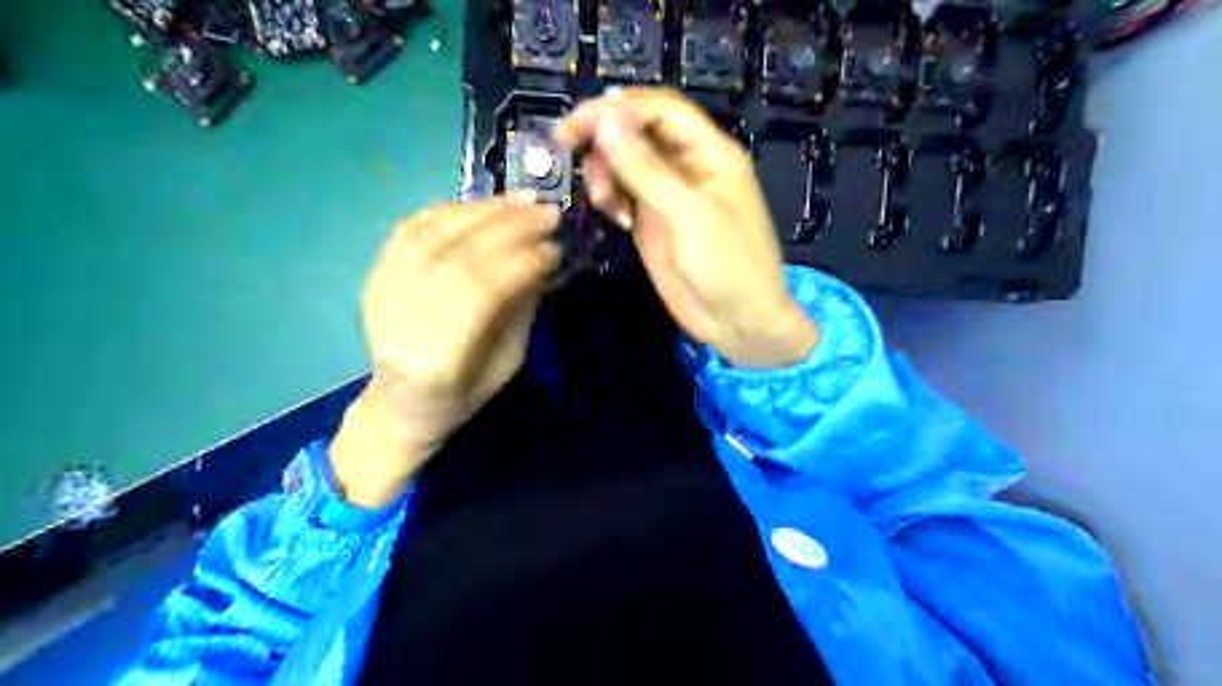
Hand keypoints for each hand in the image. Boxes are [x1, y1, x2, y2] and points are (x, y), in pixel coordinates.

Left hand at [333, 194, 562, 509]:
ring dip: (481, 211)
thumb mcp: (508, 362)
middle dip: (508, 227)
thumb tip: (542, 257)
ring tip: (520, 201)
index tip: (556, 247)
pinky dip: (450, 211)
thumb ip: (521, 308)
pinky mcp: (372, 276)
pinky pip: (410, 230)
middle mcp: (401, 322)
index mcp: (438, 359)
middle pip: (456, 256)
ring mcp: (379, 294)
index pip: (481, 290)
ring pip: (430, 234)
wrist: (401, 405)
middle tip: (547, 212)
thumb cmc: (463, 395)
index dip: (521, 261)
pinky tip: (482, 206)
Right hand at [558, 90, 819, 372]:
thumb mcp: (689, 215)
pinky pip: (623, 193)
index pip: (659, 109)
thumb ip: (647, 170)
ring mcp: (667, 194)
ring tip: (604, 202)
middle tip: (574, 157)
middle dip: (604, 139)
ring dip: (605, 172)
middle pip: (637, 131)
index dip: (617, 108)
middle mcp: (686, 165)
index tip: (576, 124)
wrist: (738, 322)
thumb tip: (606, 121)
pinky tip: (615, 217)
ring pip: (625, 162)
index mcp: (709, 152)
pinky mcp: (652, 221)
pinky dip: (611, 197)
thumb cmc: (728, 265)